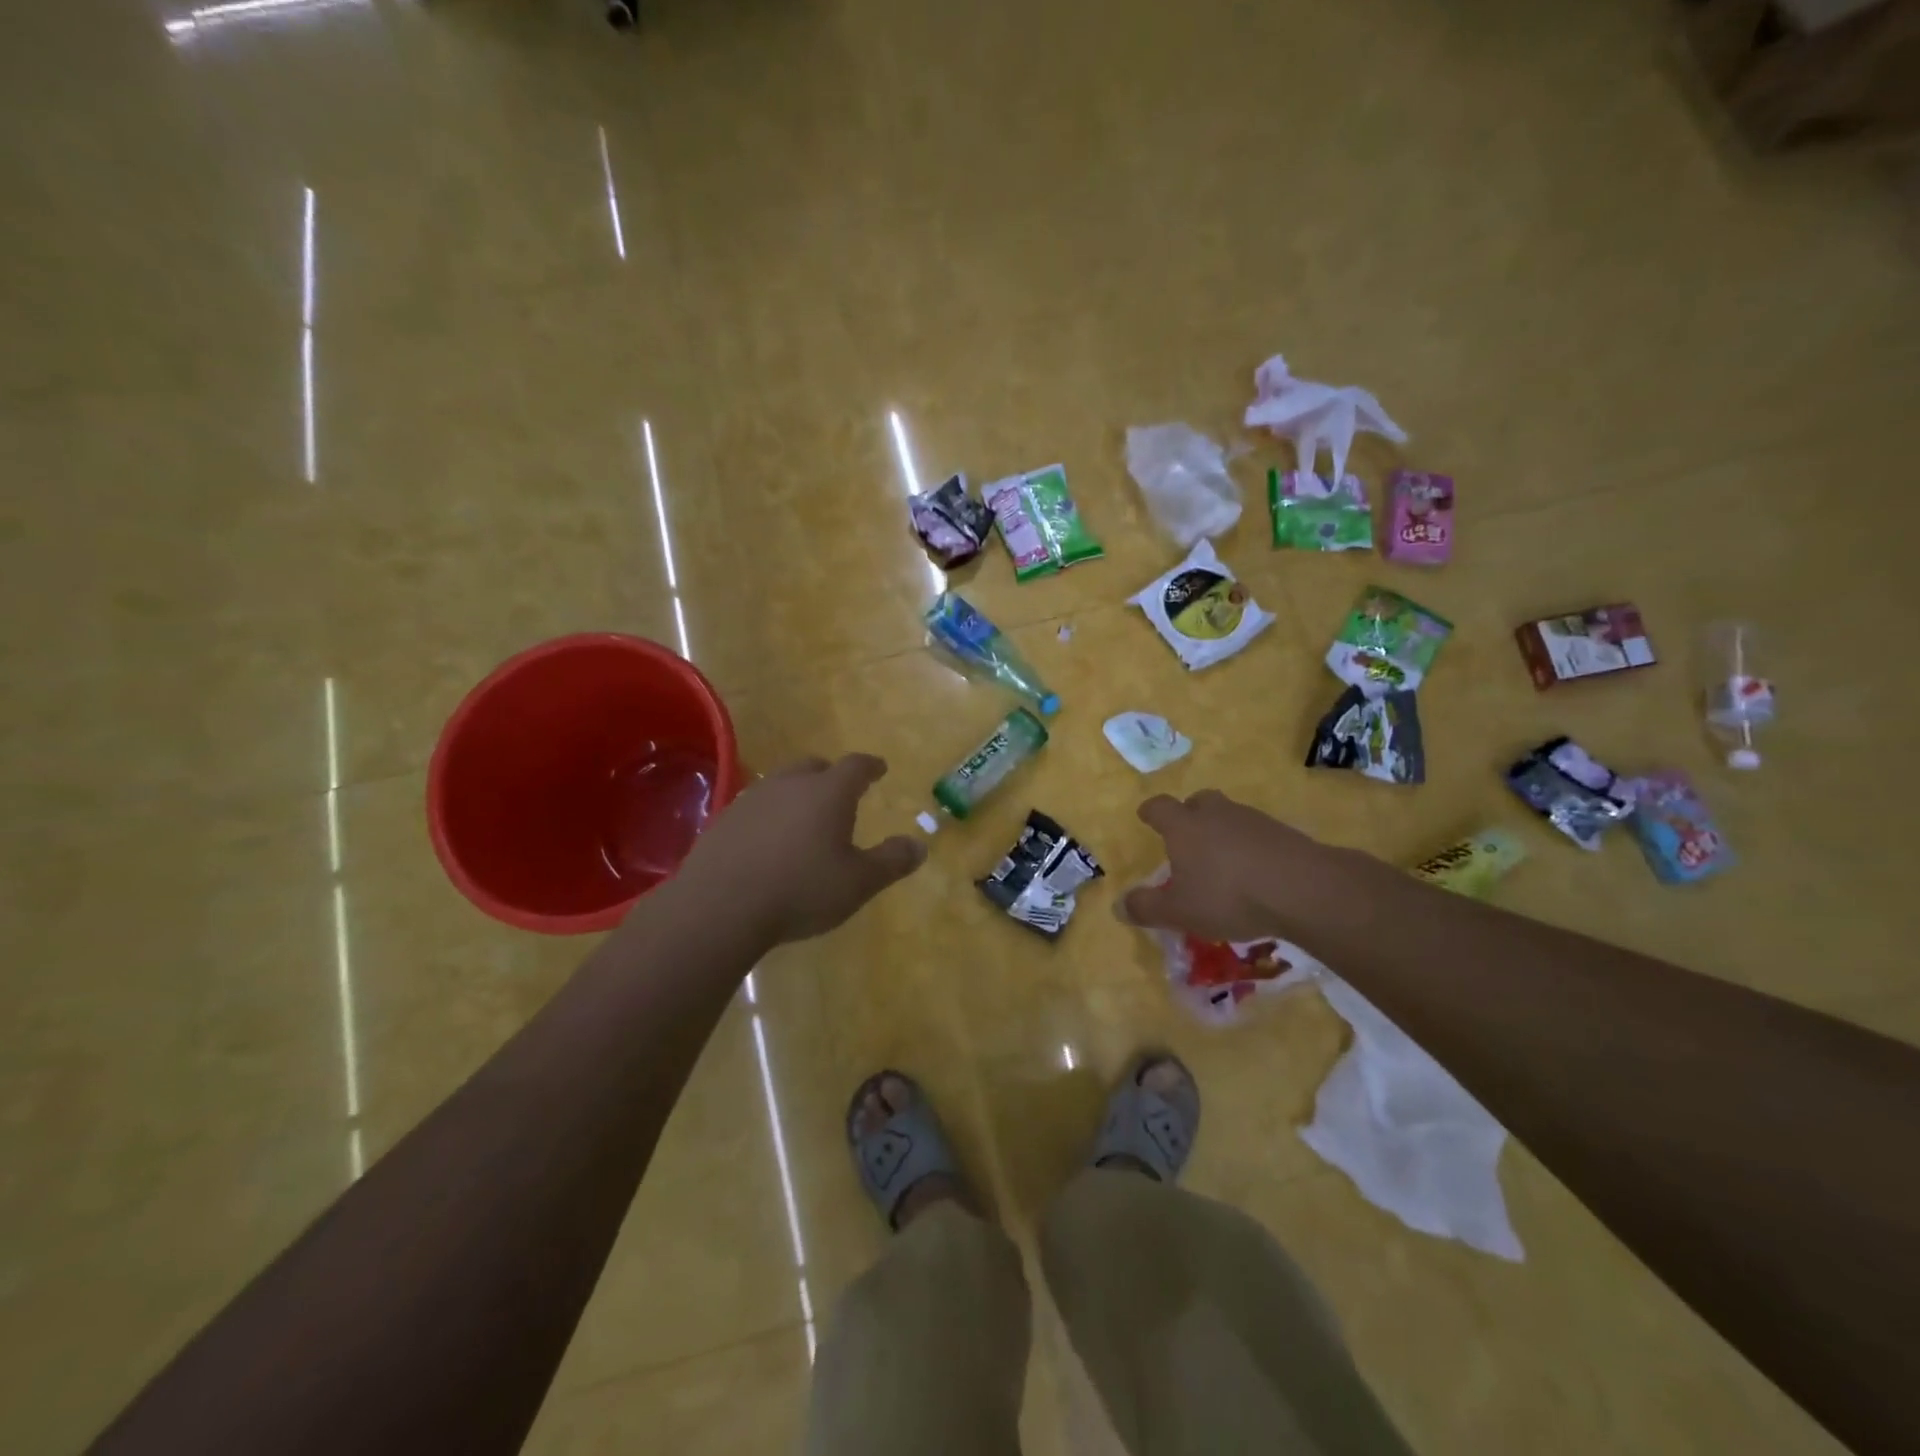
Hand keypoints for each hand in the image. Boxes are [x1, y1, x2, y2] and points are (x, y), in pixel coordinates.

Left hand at [675, 754, 925, 945]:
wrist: (721, 906)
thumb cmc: (801, 890)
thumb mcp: (858, 882)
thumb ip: (892, 862)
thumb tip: (920, 845)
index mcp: (829, 792)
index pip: (856, 766)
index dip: (870, 766)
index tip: (879, 768)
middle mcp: (790, 785)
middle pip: (814, 766)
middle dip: (831, 775)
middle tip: (841, 790)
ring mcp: (752, 799)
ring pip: (782, 783)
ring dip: (798, 793)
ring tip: (805, 816)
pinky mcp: (724, 820)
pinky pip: (756, 806)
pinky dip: (770, 815)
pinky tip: (769, 840)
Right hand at [1121, 790, 1368, 942]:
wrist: (1301, 888)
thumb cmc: (1227, 895)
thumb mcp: (1179, 911)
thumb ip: (1146, 908)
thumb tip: (1118, 906)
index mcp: (1183, 826)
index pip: (1159, 807)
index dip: (1150, 812)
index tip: (1146, 817)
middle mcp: (1215, 814)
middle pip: (1198, 801)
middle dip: (1190, 814)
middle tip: (1188, 836)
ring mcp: (1252, 819)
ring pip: (1229, 815)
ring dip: (1222, 830)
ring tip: (1223, 860)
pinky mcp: (1283, 832)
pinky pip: (1258, 833)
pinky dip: (1251, 846)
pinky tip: (1255, 871)